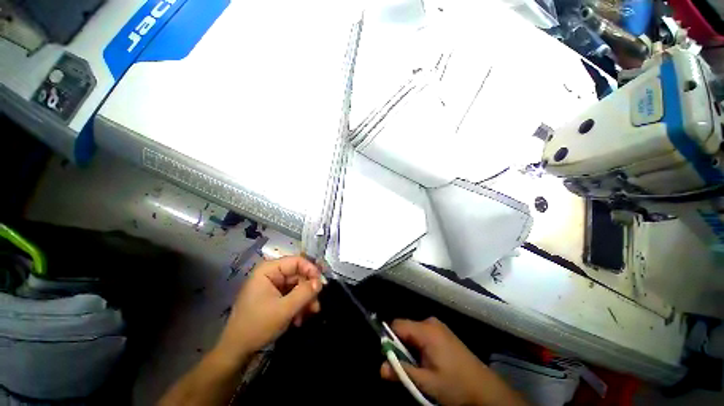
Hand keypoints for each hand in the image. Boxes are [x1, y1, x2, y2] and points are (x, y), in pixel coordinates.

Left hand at [214, 256, 322, 363]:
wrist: (236, 351)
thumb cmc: (257, 326)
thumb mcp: (284, 309)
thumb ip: (304, 293)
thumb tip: (321, 282)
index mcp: (269, 270)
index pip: (297, 261)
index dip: (311, 270)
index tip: (321, 284)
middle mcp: (271, 273)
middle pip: (298, 275)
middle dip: (308, 290)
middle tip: (316, 305)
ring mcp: (272, 285)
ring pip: (297, 286)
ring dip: (305, 300)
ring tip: (310, 314)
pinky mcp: (273, 296)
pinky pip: (292, 295)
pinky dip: (298, 305)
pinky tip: (299, 319)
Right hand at [380, 318, 526, 405]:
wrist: (486, 389)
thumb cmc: (456, 385)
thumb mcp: (427, 382)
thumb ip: (402, 372)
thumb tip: (380, 367)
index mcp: (426, 330)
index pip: (397, 325)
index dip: (389, 340)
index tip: (389, 357)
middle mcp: (430, 322)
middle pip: (405, 329)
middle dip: (401, 347)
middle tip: (406, 368)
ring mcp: (438, 327)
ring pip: (414, 333)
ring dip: (411, 349)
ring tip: (420, 368)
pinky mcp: (443, 333)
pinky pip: (423, 335)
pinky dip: (420, 347)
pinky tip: (429, 363)